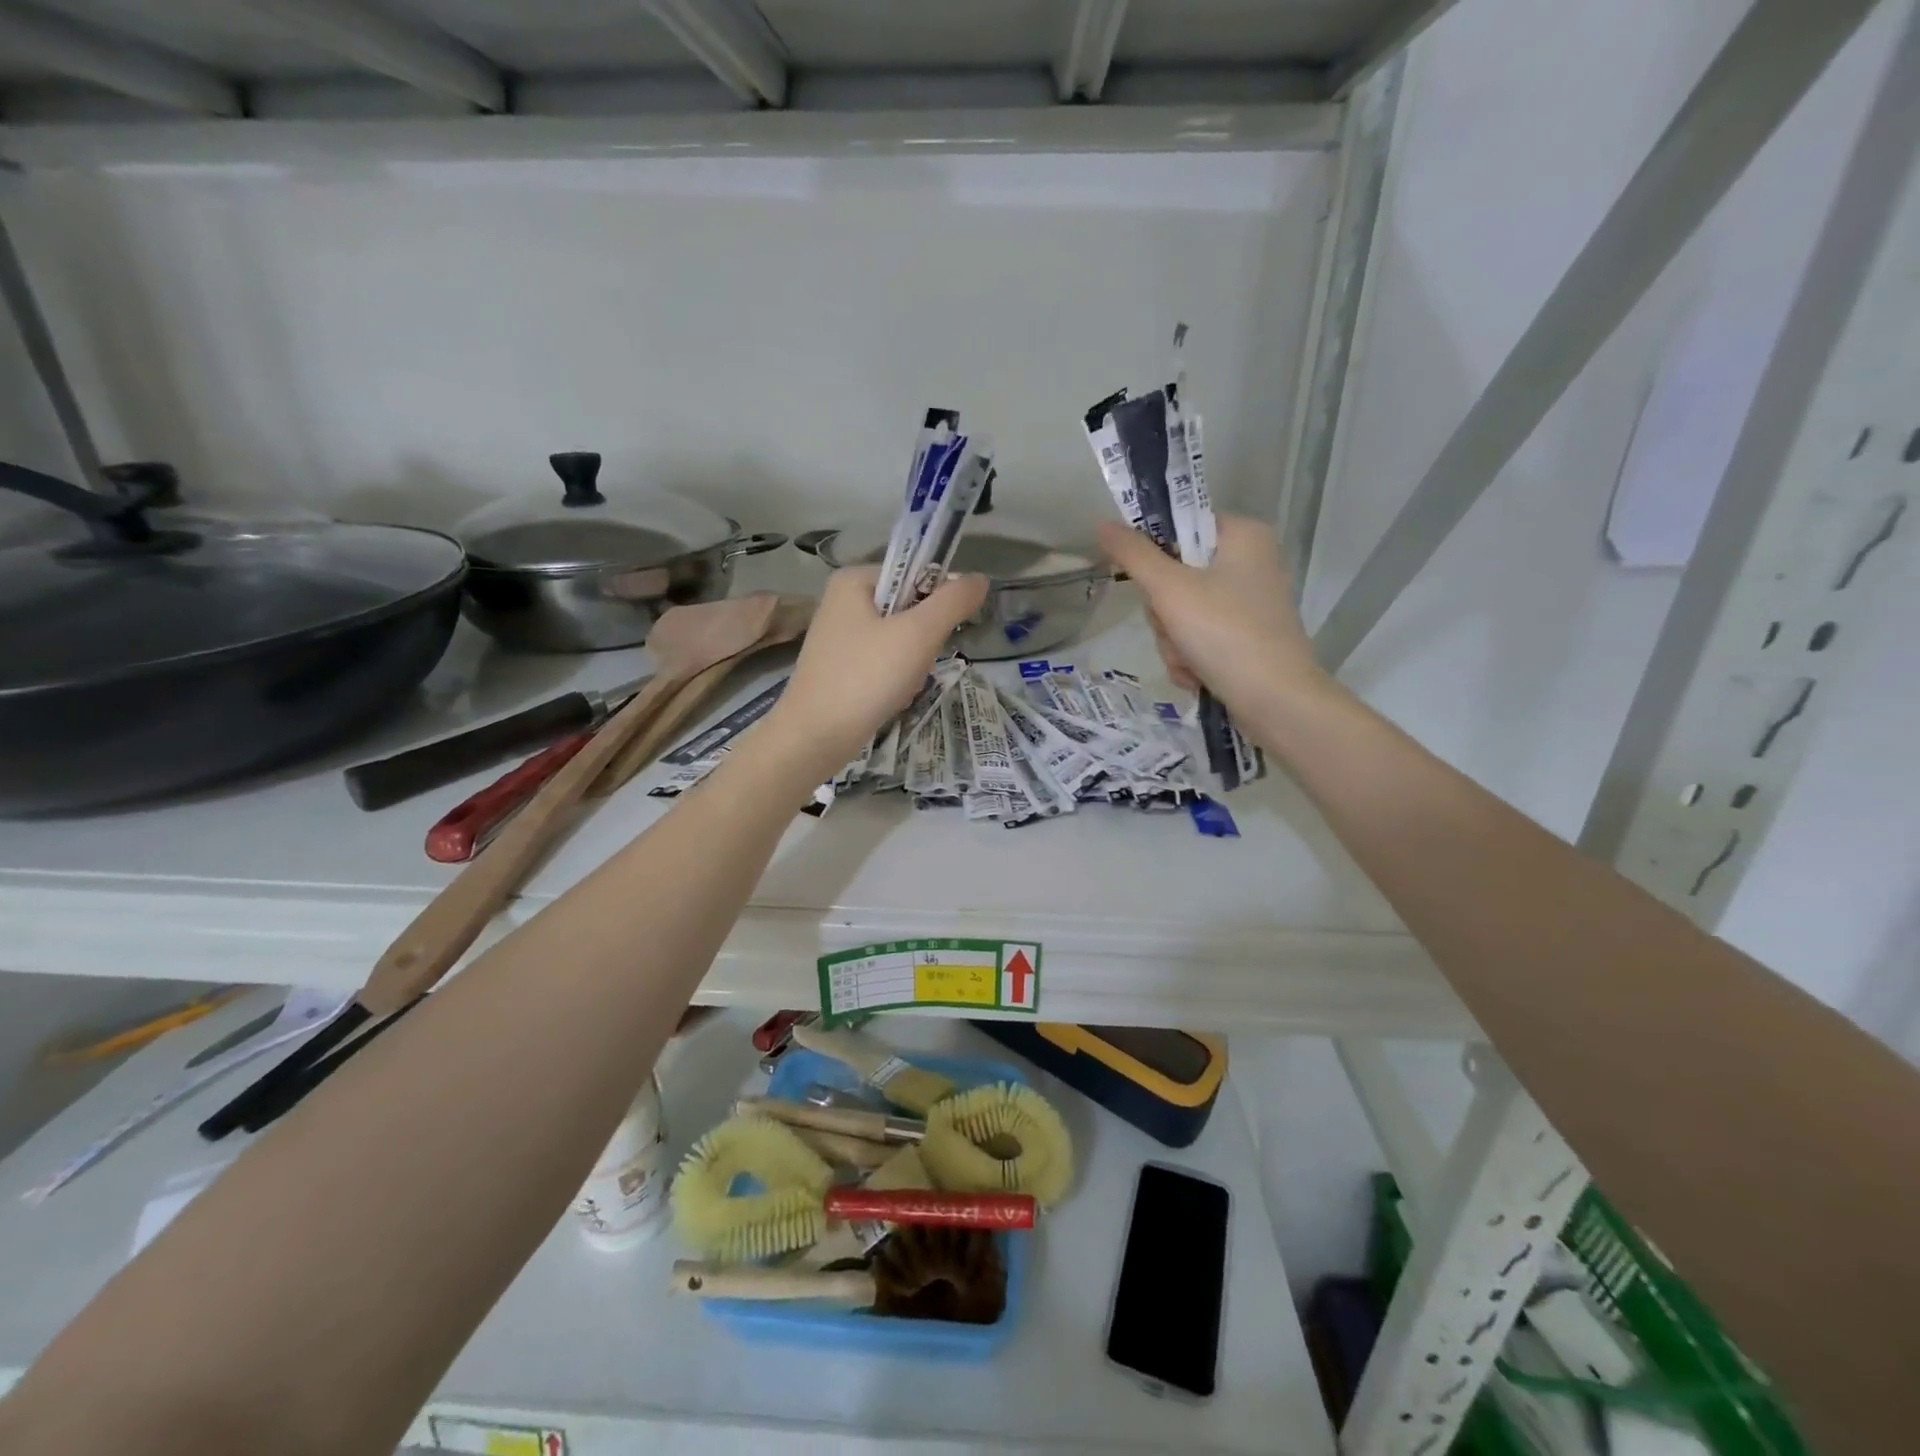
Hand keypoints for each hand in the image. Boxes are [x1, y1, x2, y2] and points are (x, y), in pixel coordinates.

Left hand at [762, 567, 987, 775]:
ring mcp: (839, 636)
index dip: (939, 601)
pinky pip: (883, 661)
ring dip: (912, 663)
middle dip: (923, 640)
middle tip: (914, 664)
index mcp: (854, 580)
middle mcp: (842, 601)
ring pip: (899, 639)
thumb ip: (953, 601)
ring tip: (900, 685)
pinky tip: (889, 697)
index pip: (916, 573)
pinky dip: (894, 678)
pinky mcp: (839, 666)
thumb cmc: (866, 677)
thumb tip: (980, 579)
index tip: (941, 633)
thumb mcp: (918, 634)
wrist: (815, 737)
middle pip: (909, 608)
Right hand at [1096, 516, 1331, 716]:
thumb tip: (1102, 523)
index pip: (1181, 526)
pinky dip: (1190, 657)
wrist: (1275, 700)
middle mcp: (1251, 563)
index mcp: (1243, 535)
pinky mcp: (1246, 638)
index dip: (1155, 554)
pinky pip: (1198, 637)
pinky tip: (1197, 673)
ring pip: (1182, 612)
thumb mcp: (1170, 590)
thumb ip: (1133, 555)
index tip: (1147, 583)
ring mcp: (1248, 604)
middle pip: (1176, 575)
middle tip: (1173, 627)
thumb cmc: (1225, 633)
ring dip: (1172, 640)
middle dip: (1164, 613)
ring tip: (1188, 658)